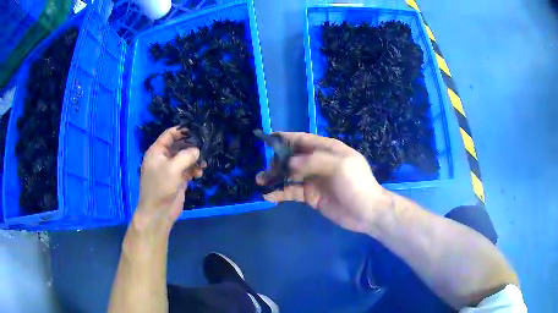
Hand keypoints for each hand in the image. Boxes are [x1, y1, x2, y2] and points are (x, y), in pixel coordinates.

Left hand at [136, 127, 203, 228]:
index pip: (169, 135)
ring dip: (195, 159)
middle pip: (179, 146)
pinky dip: (194, 170)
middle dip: (191, 146)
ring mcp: (170, 169)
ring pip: (185, 158)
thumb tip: (197, 150)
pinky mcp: (177, 179)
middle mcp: (163, 158)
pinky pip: (187, 170)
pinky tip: (200, 174)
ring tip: (204, 163)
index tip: (196, 130)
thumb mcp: (173, 168)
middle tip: (205, 147)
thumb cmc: (161, 187)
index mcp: (157, 151)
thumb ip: (186, 155)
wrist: (158, 212)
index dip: (182, 131)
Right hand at [257, 132, 391, 233]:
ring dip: (274, 176)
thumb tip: (289, 162)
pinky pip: (292, 191)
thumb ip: (312, 160)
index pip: (302, 139)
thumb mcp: (339, 165)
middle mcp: (318, 161)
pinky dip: (280, 192)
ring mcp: (313, 179)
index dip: (285, 138)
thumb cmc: (356, 184)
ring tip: (259, 181)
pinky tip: (268, 196)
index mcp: (327, 149)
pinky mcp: (310, 195)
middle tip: (264, 170)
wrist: (367, 212)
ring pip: (289, 174)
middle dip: (277, 161)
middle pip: (292, 157)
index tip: (266, 138)